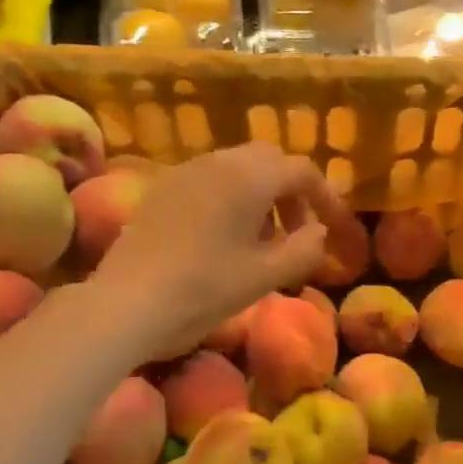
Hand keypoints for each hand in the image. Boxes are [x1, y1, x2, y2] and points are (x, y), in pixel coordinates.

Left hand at [93, 142, 348, 360]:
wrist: (128, 302)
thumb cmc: (205, 288)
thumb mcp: (266, 275)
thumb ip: (305, 249)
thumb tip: (319, 232)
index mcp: (251, 177)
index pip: (302, 171)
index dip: (326, 198)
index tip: (334, 229)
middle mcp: (219, 161)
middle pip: (270, 161)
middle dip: (291, 191)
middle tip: (297, 231)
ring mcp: (186, 171)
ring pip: (238, 167)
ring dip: (261, 193)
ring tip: (262, 239)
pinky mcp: (162, 188)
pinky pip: (210, 178)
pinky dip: (230, 196)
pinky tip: (223, 236)